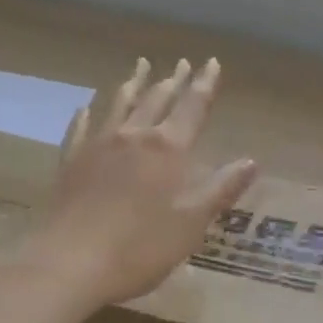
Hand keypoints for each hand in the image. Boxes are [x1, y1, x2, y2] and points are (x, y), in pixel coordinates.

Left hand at [14, 57, 257, 318]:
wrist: (71, 260)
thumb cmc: (140, 247)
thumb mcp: (191, 223)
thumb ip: (220, 189)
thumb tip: (251, 161)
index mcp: (167, 148)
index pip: (192, 107)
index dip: (204, 84)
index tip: (211, 62)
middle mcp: (133, 136)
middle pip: (156, 99)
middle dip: (172, 80)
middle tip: (180, 63)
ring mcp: (98, 144)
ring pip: (119, 104)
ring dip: (133, 84)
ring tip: (140, 66)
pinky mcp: (72, 160)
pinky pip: (81, 128)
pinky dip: (87, 114)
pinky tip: (85, 108)